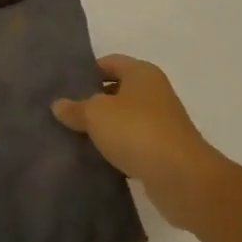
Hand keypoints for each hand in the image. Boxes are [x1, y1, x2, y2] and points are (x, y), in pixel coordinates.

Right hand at [52, 55, 227, 230]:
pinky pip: (133, 145)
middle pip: (117, 91)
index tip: (64, 87)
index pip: (109, 63)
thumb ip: (76, 108)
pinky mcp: (163, 152)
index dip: (87, 72)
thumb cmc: (137, 131)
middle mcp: (154, 93)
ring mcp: (161, 123)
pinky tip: (97, 160)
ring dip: (104, 129)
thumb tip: (58, 105)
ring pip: (124, 120)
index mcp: (141, 73)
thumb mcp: (96, 114)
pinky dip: (117, 150)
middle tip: (65, 113)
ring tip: (75, 137)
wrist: (182, 178)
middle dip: (92, 101)